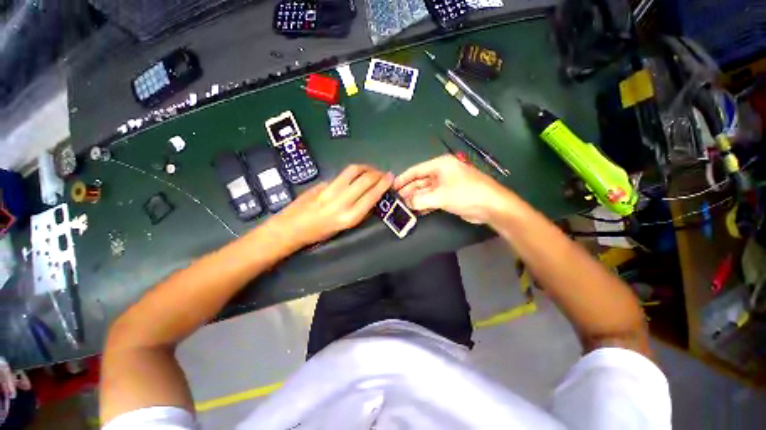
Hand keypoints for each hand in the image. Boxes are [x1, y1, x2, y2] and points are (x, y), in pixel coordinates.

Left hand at [272, 165, 393, 247]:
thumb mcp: (344, 226)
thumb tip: (369, 195)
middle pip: (365, 180)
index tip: (391, 178)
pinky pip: (342, 174)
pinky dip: (354, 172)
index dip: (384, 184)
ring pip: (353, 171)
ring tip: (371, 170)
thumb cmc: (320, 234)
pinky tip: (355, 174)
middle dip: (378, 173)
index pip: (372, 195)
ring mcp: (330, 190)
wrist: (291, 228)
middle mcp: (341, 202)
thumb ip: (358, 209)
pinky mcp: (322, 184)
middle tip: (383, 173)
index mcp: (349, 217)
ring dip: (366, 167)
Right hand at [394, 155, 511, 223]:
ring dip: (415, 198)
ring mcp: (445, 185)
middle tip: (395, 199)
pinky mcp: (449, 196)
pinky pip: (432, 198)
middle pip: (420, 181)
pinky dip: (424, 204)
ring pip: (425, 191)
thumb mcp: (440, 196)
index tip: (392, 186)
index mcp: (440, 165)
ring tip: (403, 206)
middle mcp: (442, 173)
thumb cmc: (465, 194)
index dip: (403, 178)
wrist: (491, 206)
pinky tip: (415, 210)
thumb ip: (420, 200)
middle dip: (408, 190)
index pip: (416, 170)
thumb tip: (407, 204)